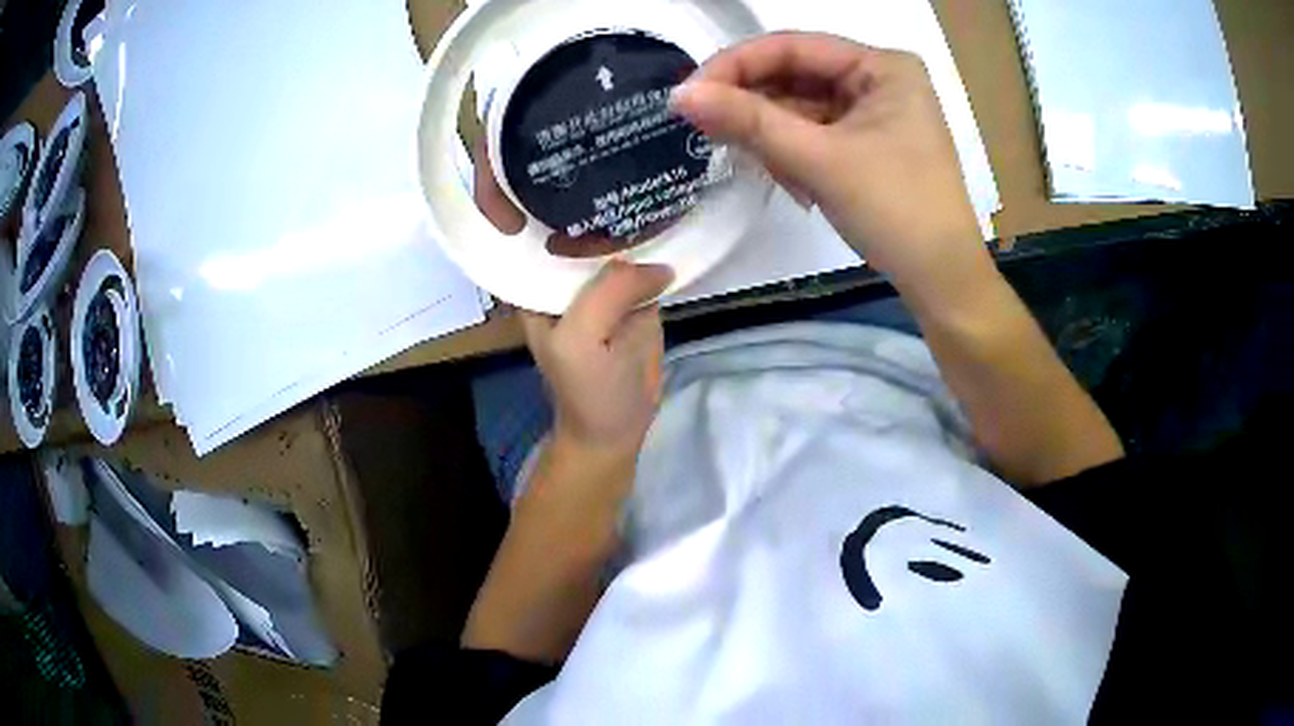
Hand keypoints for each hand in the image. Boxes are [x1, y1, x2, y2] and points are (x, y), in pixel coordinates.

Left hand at [472, 141, 671, 464]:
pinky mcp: (632, 280)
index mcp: (529, 274)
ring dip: (615, 191)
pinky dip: (651, 224)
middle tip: (598, 117)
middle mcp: (556, 263)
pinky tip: (667, 192)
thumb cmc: (587, 390)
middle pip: (561, 208)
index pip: (511, 216)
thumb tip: (653, 259)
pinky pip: (640, 246)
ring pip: (604, 223)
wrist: (619, 425)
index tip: (520, 129)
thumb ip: (608, 293)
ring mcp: (596, 270)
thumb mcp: (582, 343)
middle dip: (573, 168)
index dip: (508, 175)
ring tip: (637, 141)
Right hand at [670, 32, 985, 296]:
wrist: (943, 282)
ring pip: (801, 108)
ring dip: (774, 137)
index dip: (736, 65)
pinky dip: (794, 155)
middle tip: (710, 133)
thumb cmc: (896, 211)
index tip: (688, 94)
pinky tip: (793, 184)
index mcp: (883, 66)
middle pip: (796, 76)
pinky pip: (815, 135)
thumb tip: (680, 95)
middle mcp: (879, 80)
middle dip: (756, 108)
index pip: (794, 47)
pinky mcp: (868, 145)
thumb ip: (749, 121)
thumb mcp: (820, 160)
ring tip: (765, 170)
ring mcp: (875, 114)